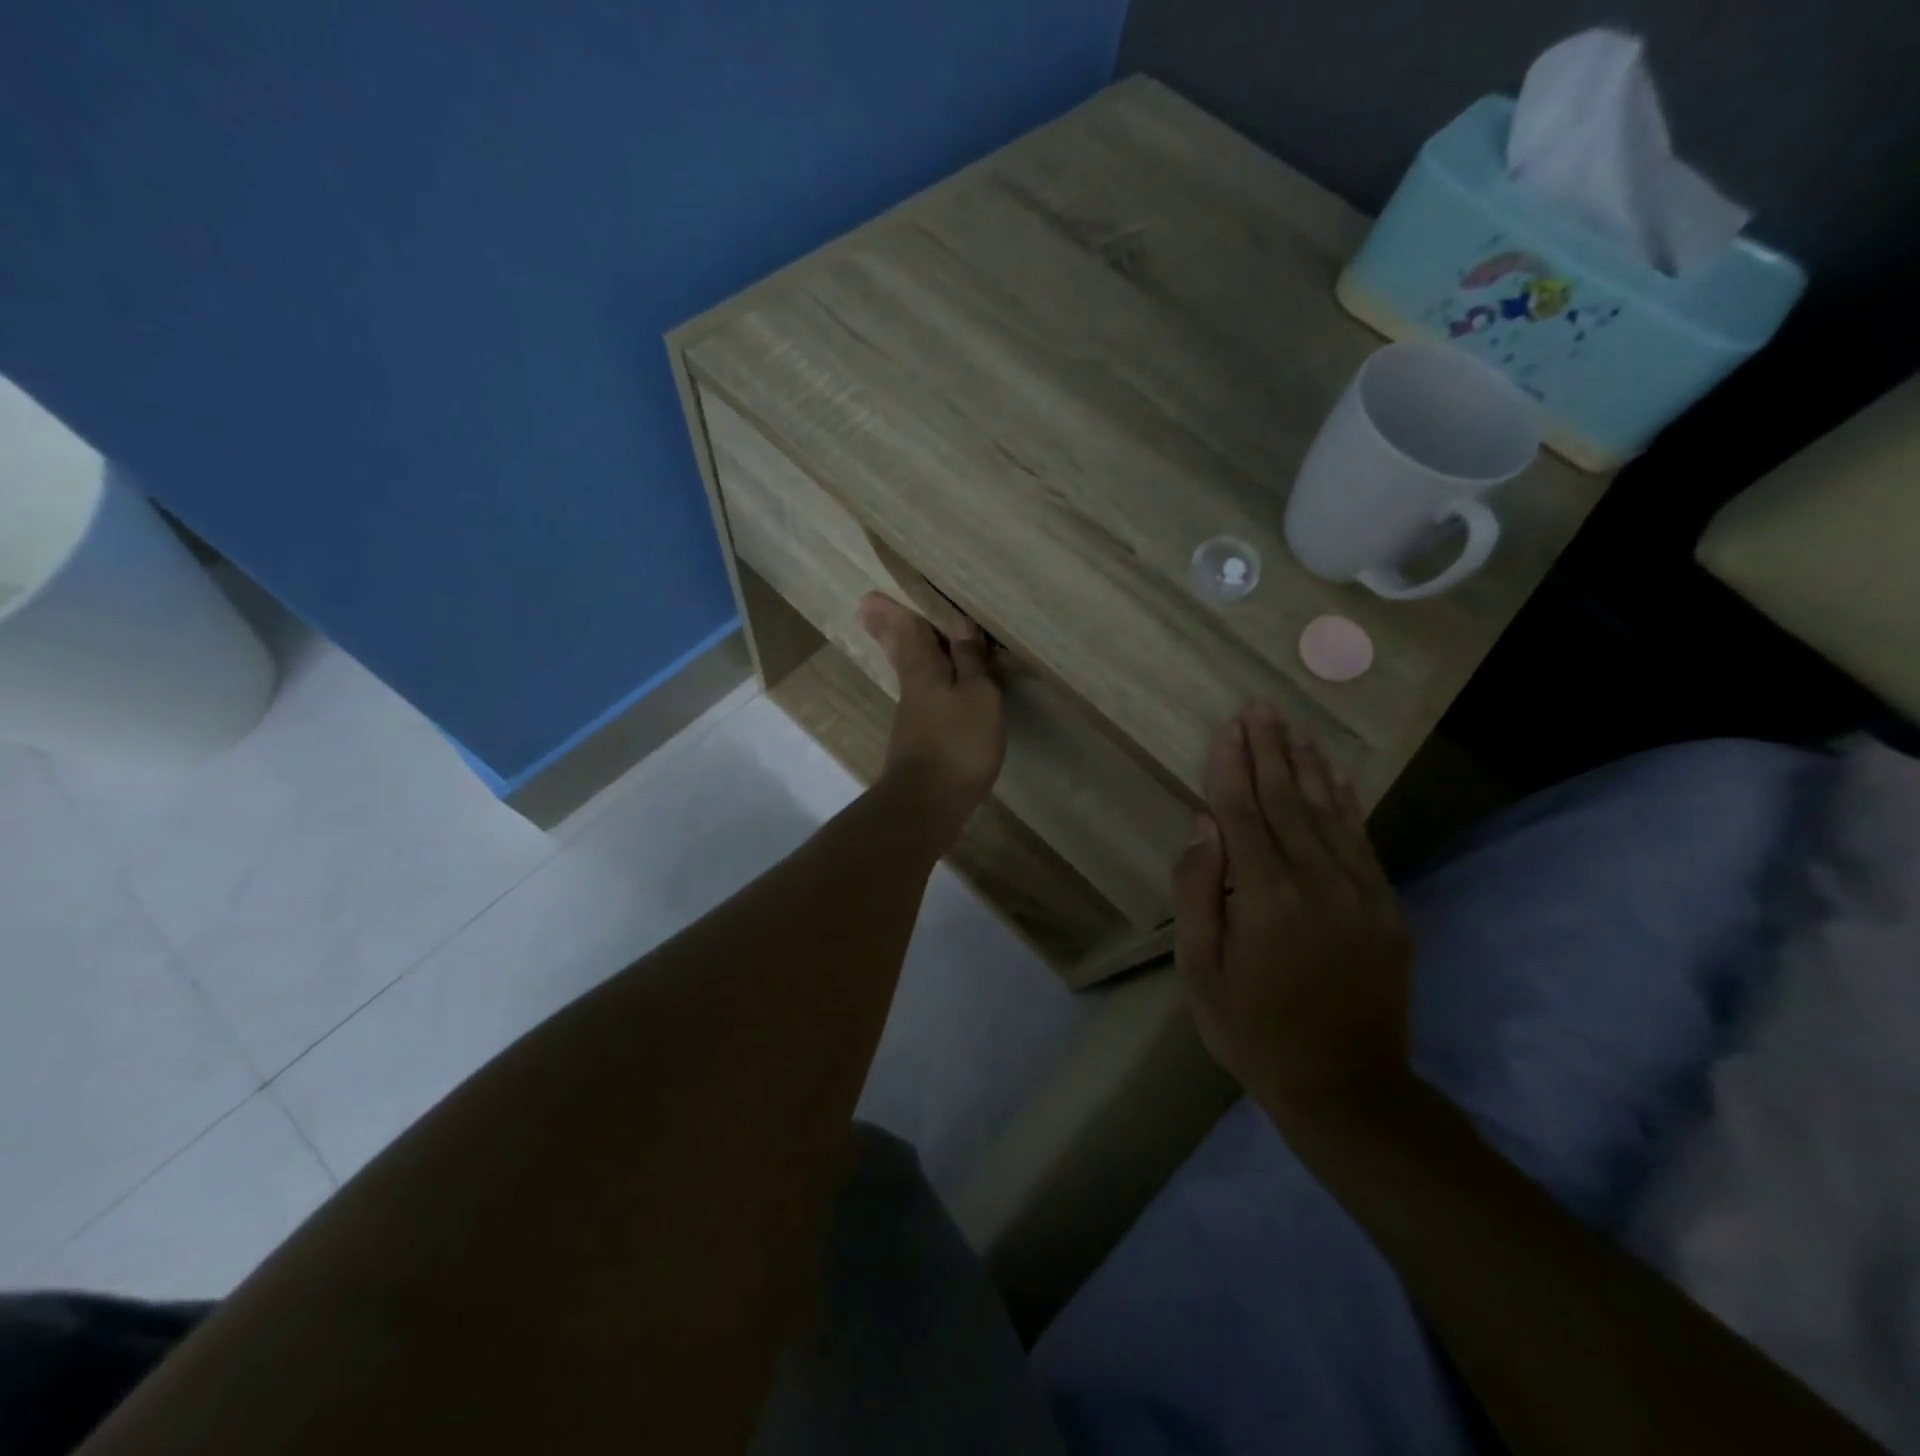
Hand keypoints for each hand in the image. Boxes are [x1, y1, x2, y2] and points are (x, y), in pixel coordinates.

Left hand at [858, 593, 1005, 847]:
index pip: (909, 632)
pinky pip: (922, 699)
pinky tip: (933, 691)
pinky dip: (923, 684)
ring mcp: (912, 720)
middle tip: (867, 611)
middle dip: (887, 631)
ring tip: (902, 639)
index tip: (870, 597)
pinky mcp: (918, 744)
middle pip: (900, 652)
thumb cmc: (958, 743)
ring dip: (903, 654)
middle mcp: (912, 690)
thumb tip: (960, 623)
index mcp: (924, 671)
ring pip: (909, 675)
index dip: (894, 613)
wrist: (927, 805)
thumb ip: (970, 661)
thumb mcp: (978, 696)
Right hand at [1175, 702, 1412, 1114]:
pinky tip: (1335, 774)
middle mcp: (1316, 881)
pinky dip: (1346, 800)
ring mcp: (1359, 891)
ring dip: (1306, 764)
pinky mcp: (1385, 905)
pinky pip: (1361, 838)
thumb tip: (1204, 826)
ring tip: (1292, 725)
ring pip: (1326, 810)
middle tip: (1260, 706)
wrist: (1347, 1086)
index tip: (1228, 726)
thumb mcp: (1201, 971)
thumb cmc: (1253, 1029)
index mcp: (1264, 897)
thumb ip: (1199, 893)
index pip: (1242, 812)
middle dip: (1269, 749)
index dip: (1232, 765)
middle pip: (1286, 799)